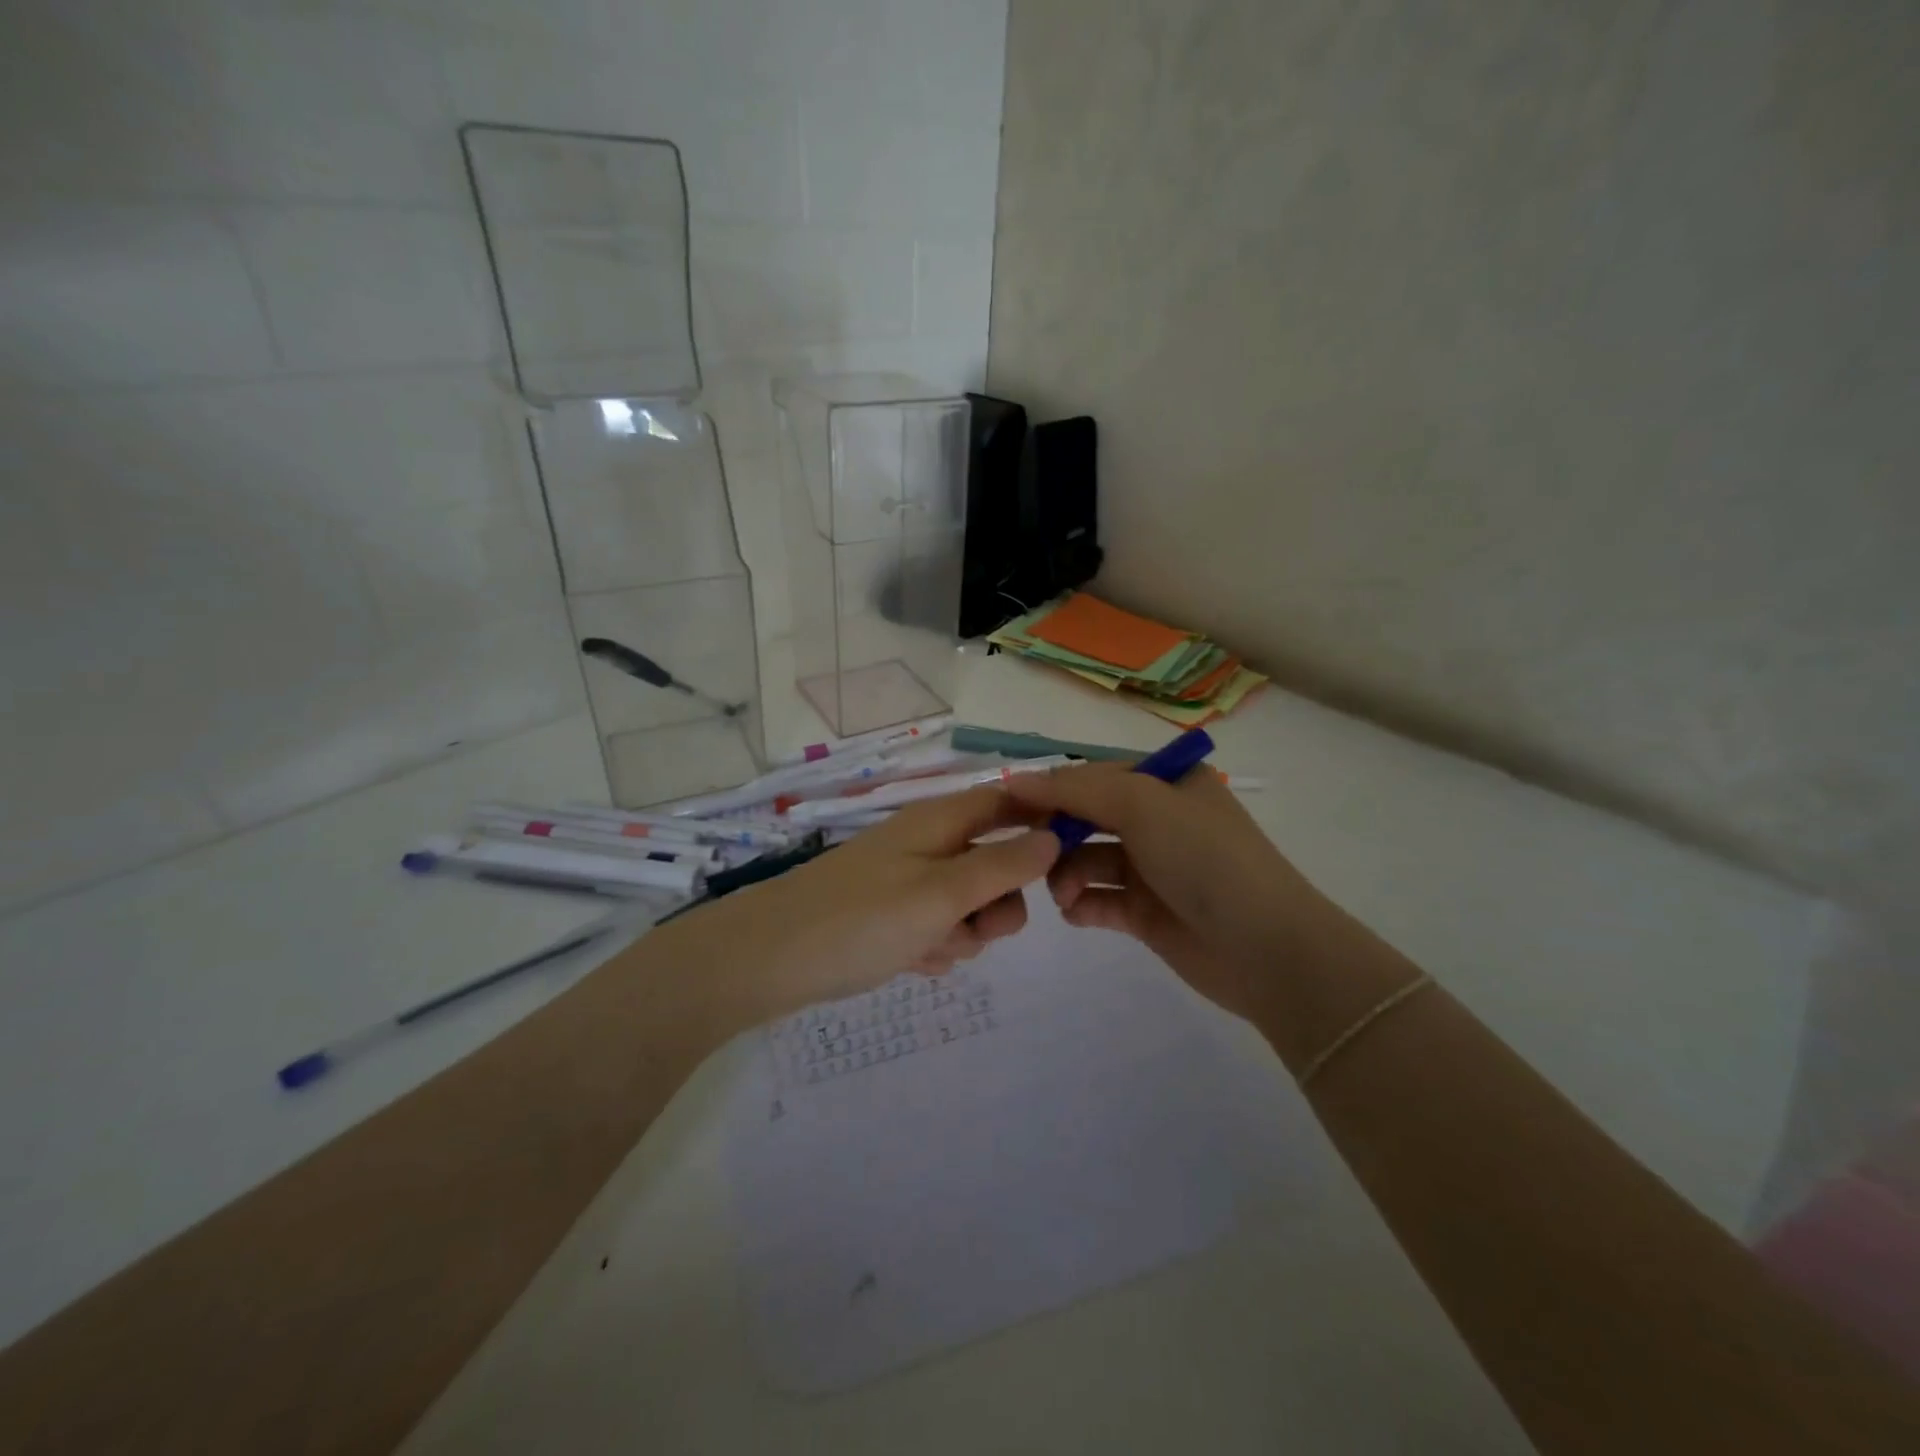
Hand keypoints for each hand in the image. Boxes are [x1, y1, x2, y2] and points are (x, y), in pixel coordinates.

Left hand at [671, 787, 1060, 1026]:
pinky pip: (937, 926)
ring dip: (962, 932)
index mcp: (940, 820)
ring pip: (968, 903)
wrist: (768, 960)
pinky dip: (933, 945)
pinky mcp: (891, 915)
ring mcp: (907, 880)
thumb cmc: (861, 920)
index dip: (1041, 821)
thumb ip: (1002, 866)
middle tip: (974, 927)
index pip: (1007, 802)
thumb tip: (1053, 836)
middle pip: (994, 862)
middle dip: (996, 903)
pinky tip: (909, 961)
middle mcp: (928, 843)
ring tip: (927, 949)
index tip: (1066, 860)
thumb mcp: (943, 893)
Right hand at [1005, 763, 1340, 1024]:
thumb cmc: (1204, 858)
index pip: (1095, 775)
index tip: (1008, 805)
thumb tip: (1016, 780)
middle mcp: (1159, 820)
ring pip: (1086, 859)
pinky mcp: (1145, 912)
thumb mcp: (1142, 805)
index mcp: (1167, 782)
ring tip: (1065, 896)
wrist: (1264, 948)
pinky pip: (1097, 899)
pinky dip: (1081, 904)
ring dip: (1066, 874)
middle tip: (1028, 854)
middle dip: (1055, 834)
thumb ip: (1075, 789)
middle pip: (1087, 817)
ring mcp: (1152, 867)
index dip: (1052, 788)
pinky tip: (1077, 912)